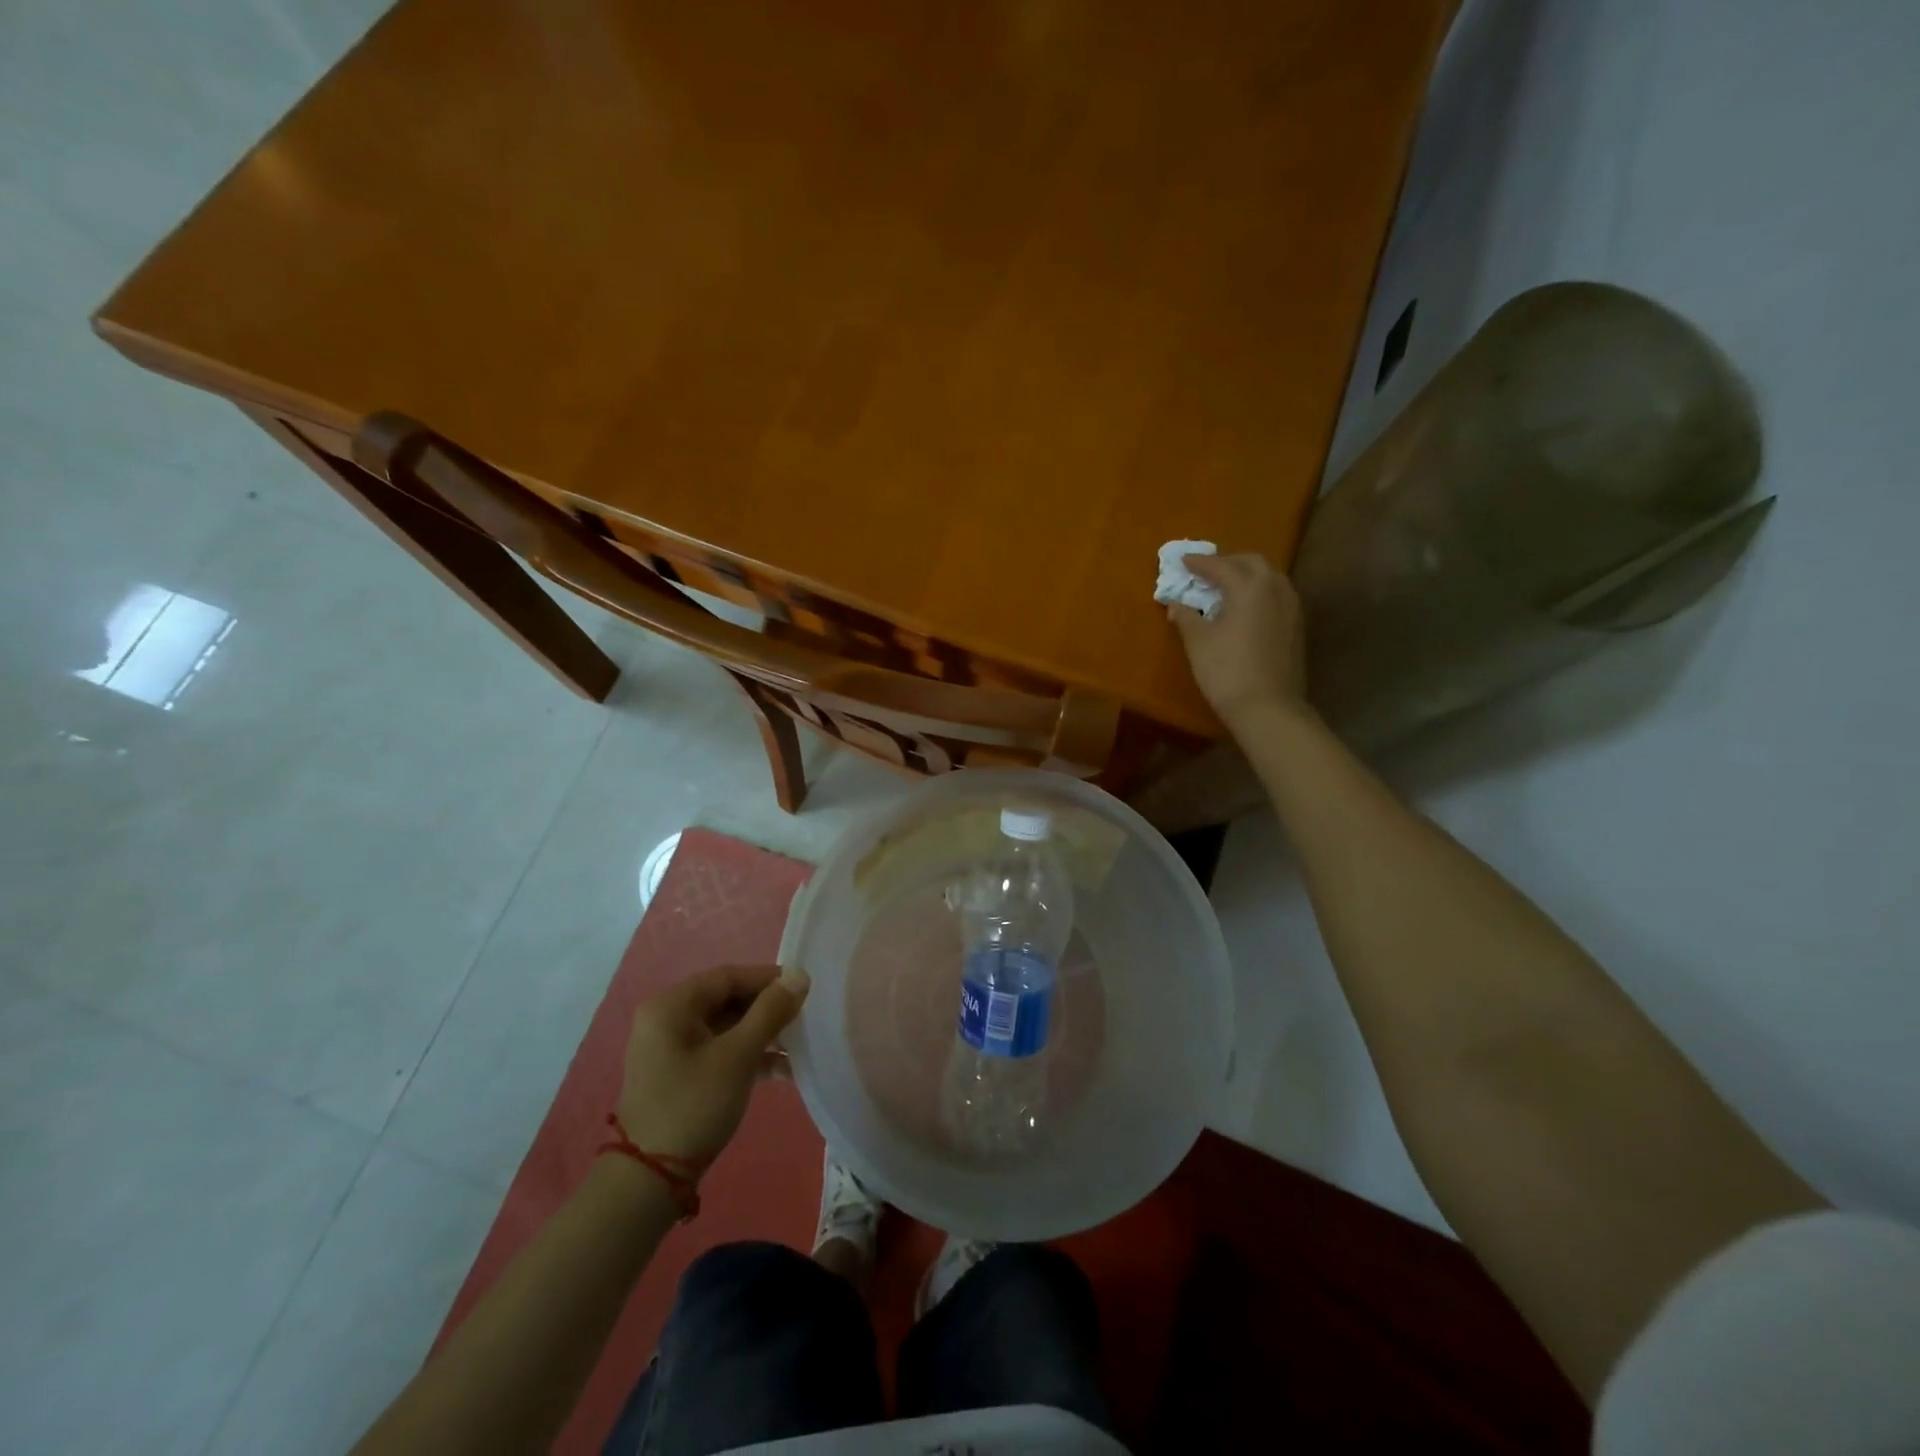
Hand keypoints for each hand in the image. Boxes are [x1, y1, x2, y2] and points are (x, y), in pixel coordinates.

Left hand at [616, 964, 810, 1167]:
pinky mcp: (678, 1073)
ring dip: (761, 1034)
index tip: (805, 988)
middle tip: (804, 1017)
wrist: (650, 1180)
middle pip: (727, 999)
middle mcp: (667, 1018)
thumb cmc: (694, 1105)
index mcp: (672, 1005)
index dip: (769, 979)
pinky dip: (747, 1054)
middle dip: (767, 1009)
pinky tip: (781, 1070)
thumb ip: (771, 1011)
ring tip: (798, 1045)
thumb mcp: (738, 1055)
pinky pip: (718, 1049)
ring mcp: (670, 1047)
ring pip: (726, 1026)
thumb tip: (800, 976)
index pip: (729, 977)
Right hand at [1169, 552, 1308, 729]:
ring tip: (1227, 586)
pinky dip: (1259, 592)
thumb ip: (1186, 617)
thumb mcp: (1198, 642)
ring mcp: (1291, 607)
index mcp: (1249, 586)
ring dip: (1247, 575)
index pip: (1221, 565)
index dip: (1199, 563)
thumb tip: (1176, 604)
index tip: (1183, 561)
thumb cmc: (1227, 670)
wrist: (1269, 708)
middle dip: (1228, 562)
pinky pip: (1277, 595)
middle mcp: (1275, 588)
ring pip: (1269, 577)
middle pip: (1251, 563)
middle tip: (1207, 571)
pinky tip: (1246, 607)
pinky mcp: (1296, 626)